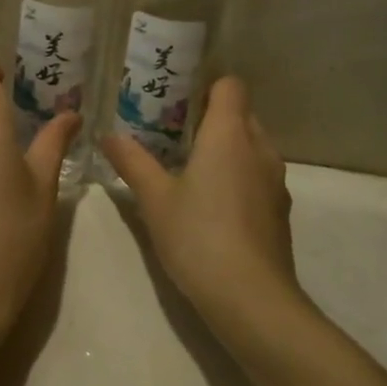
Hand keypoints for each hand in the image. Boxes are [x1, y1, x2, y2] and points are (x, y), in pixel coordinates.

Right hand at [102, 78, 305, 349]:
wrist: (252, 300)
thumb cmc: (199, 236)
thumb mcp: (154, 198)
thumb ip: (132, 161)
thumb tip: (107, 135)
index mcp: (230, 133)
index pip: (230, 85)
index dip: (206, 86)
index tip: (177, 101)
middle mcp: (259, 148)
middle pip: (241, 114)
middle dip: (211, 118)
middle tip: (173, 134)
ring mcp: (275, 181)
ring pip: (251, 147)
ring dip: (226, 150)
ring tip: (189, 168)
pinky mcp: (279, 211)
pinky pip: (257, 176)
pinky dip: (237, 177)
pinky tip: (211, 205)